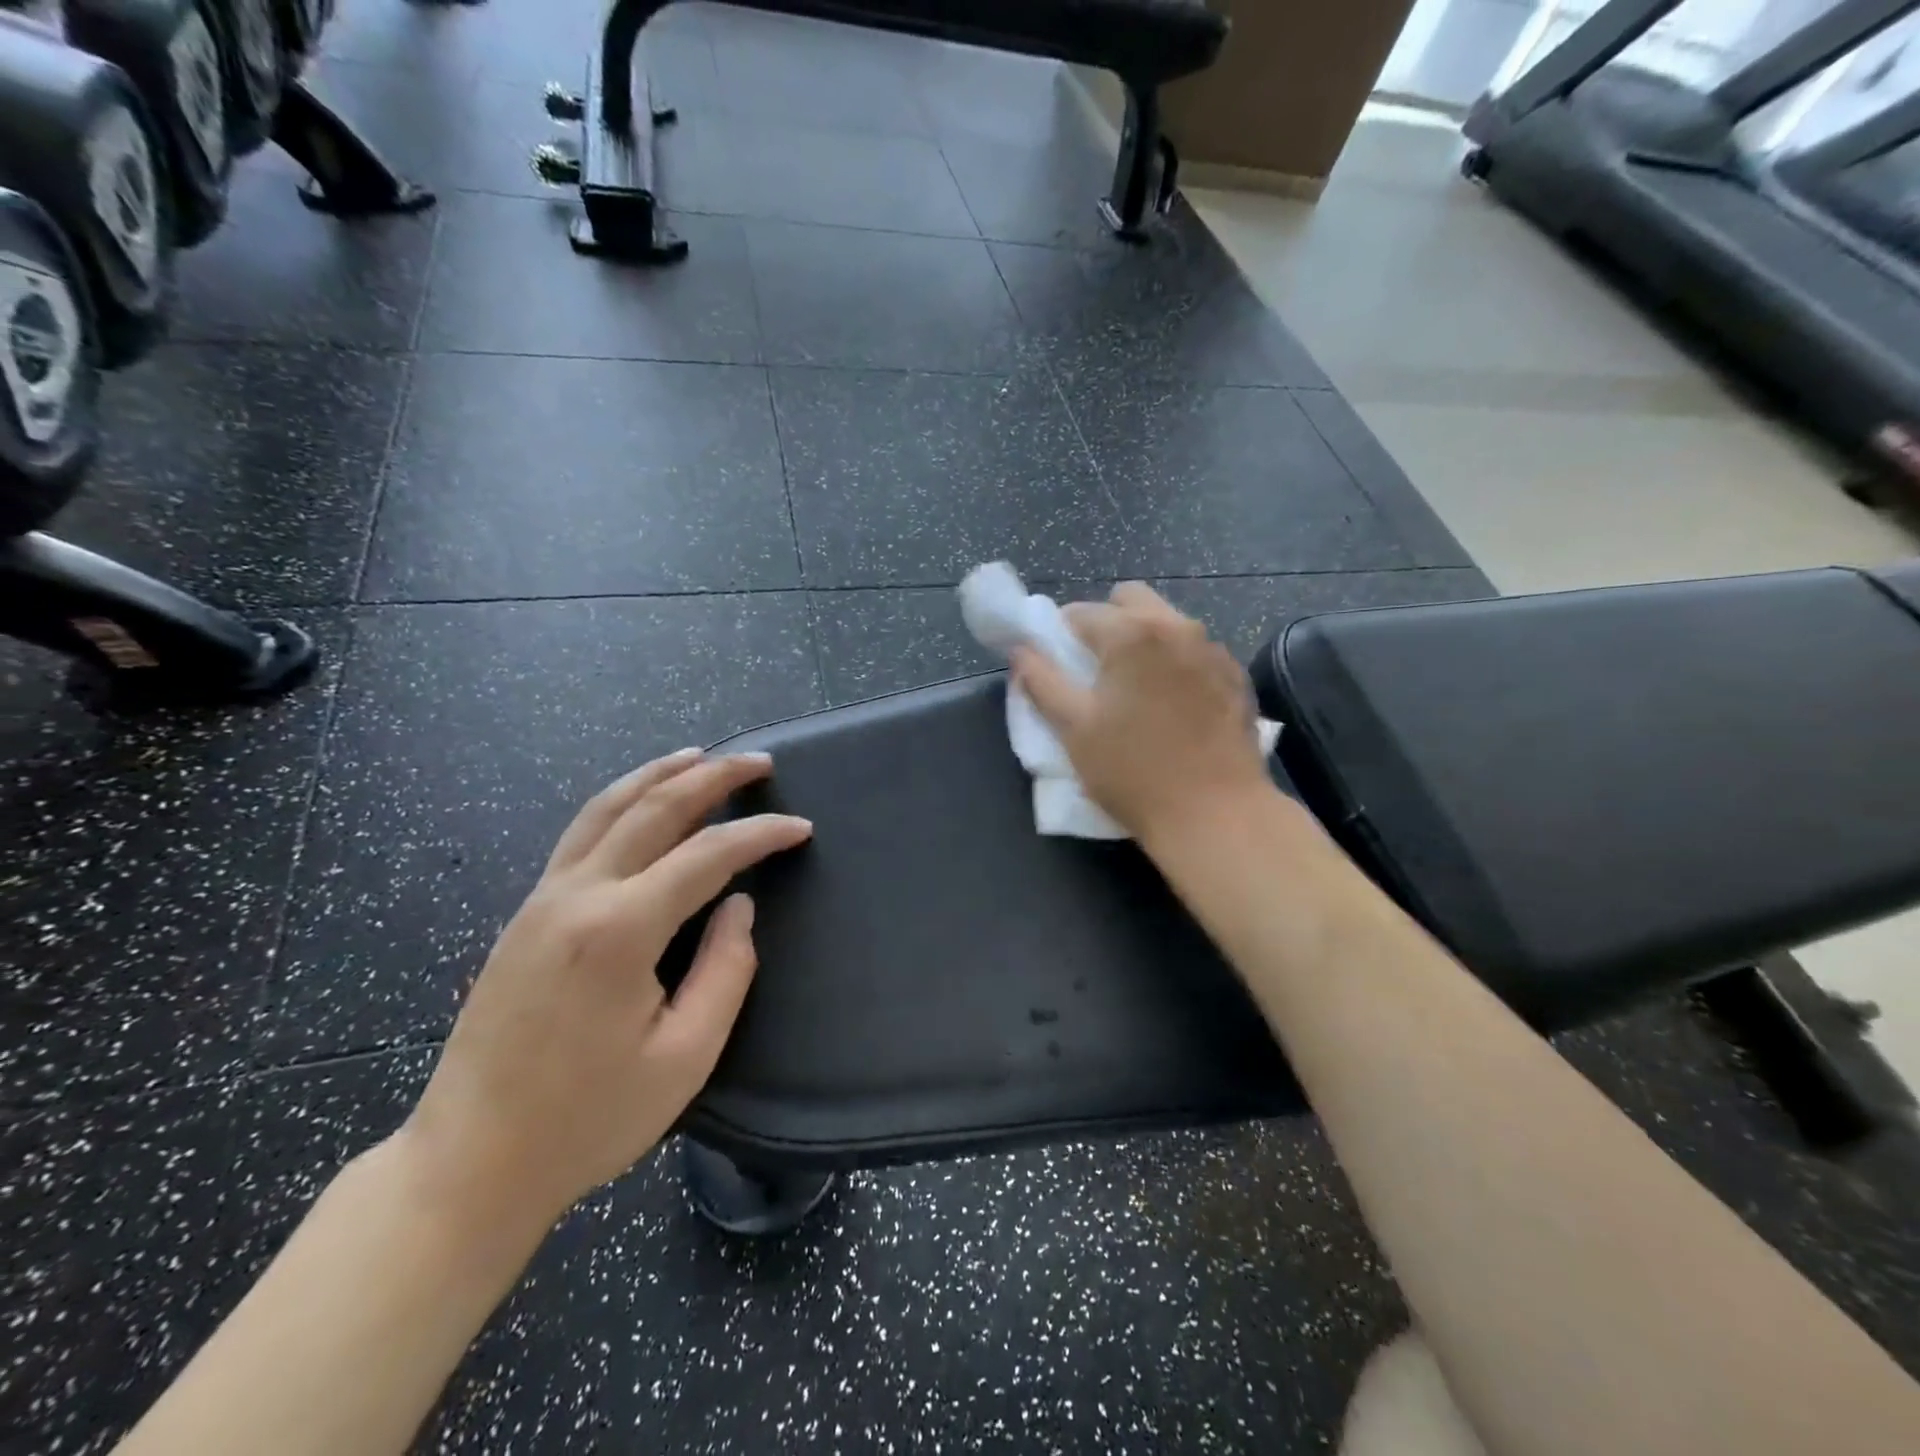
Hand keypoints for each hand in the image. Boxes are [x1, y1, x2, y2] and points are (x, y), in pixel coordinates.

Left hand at [398, 750, 812, 1232]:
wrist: (469, 1163)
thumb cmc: (587, 1119)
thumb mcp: (684, 1057)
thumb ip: (726, 970)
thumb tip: (739, 906)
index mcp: (619, 931)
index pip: (707, 855)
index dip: (761, 833)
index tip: (801, 827)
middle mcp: (577, 896)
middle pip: (653, 809)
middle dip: (712, 777)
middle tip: (759, 761)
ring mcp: (542, 899)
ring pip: (606, 809)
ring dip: (658, 775)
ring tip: (699, 756)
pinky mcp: (525, 914)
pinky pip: (580, 833)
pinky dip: (621, 801)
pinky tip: (641, 803)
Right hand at [1012, 583, 1271, 847]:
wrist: (1215, 813)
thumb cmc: (1133, 771)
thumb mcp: (1074, 728)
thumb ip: (1042, 681)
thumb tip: (1021, 651)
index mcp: (1131, 634)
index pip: (1080, 612)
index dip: (1060, 634)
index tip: (1057, 664)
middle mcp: (1176, 627)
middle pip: (1130, 600)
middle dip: (1106, 622)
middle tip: (1095, 668)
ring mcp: (1212, 649)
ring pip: (1167, 622)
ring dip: (1143, 639)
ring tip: (1135, 687)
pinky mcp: (1235, 676)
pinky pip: (1195, 650)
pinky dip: (1176, 662)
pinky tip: (1172, 703)